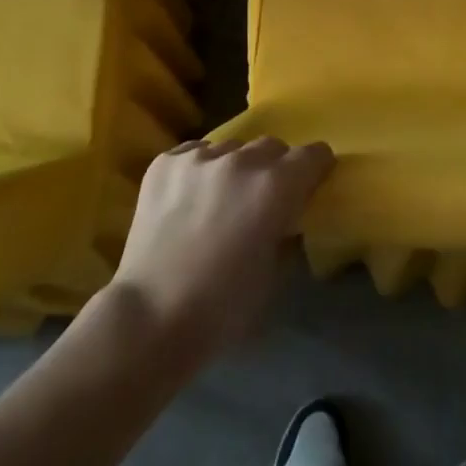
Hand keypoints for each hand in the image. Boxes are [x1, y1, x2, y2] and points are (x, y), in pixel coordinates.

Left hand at [97, 137, 333, 367]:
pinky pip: (195, 153)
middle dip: (275, 168)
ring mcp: (199, 158)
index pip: (314, 154)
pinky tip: (189, 198)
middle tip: (262, 199)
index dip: (316, 169)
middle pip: (272, 146)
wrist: (148, 319)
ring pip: (232, 149)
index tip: (311, 184)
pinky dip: (199, 170)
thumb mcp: (273, 275)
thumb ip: (287, 234)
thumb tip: (289, 219)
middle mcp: (240, 161)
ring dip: (235, 169)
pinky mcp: (164, 163)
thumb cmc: (221, 308)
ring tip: (220, 200)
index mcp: (275, 186)